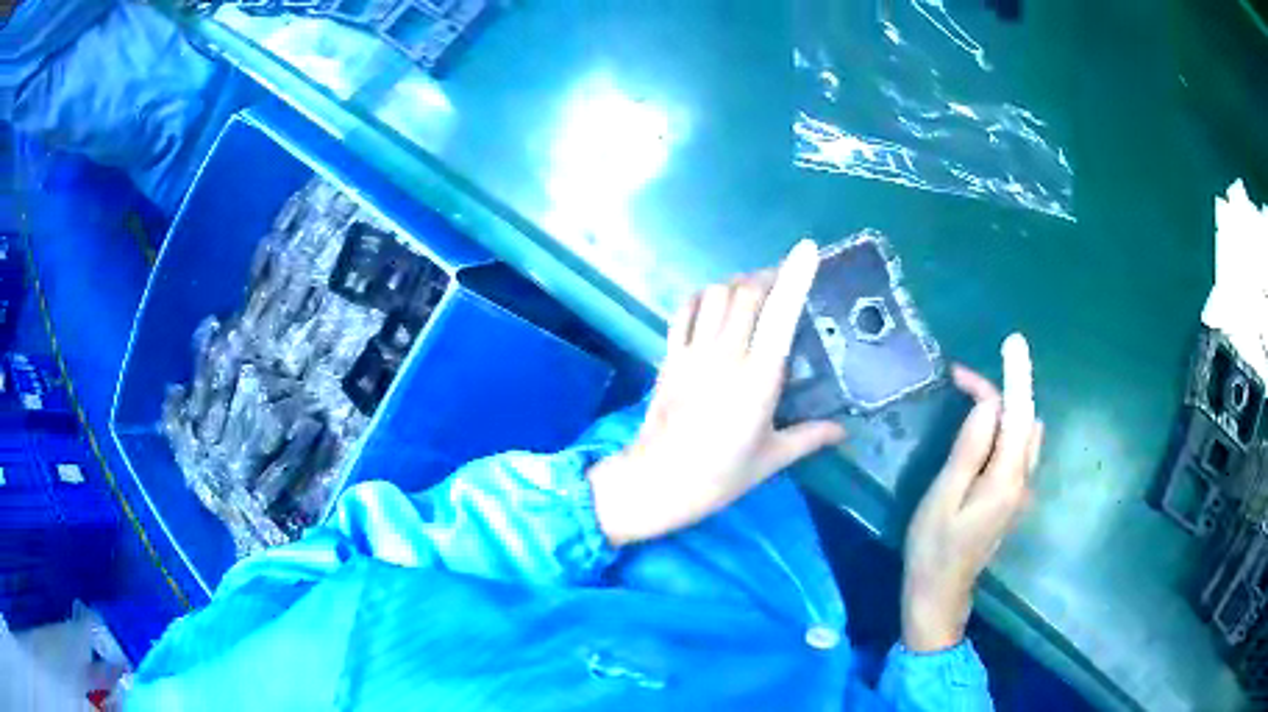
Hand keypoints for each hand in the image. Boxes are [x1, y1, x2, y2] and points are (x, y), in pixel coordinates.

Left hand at [589, 240, 846, 545]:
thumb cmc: (720, 476)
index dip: (795, 275)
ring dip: (735, 284)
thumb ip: (811, 437)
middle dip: (767, 276)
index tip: (806, 249)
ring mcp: (692, 352)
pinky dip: (701, 298)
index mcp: (759, 378)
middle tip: (783, 283)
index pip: (781, 313)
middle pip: (745, 291)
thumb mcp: (772, 459)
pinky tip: (712, 306)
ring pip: (713, 294)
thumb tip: (845, 432)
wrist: (656, 482)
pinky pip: (684, 311)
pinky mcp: (669, 356)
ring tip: (751, 295)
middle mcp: (726, 355)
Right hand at [901, 335, 1043, 651]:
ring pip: (1026, 436)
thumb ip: (970, 449)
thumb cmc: (933, 548)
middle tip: (961, 382)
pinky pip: (1019, 451)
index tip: (1011, 342)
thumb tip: (988, 405)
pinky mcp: (1013, 499)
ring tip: (970, 402)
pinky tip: (984, 435)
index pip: (1018, 415)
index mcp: (1007, 480)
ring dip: (1006, 411)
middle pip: (1025, 421)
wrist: (940, 594)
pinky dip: (1006, 431)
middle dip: (1004, 392)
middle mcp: (1023, 481)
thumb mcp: (943, 497)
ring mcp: (1021, 492)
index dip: (1016, 377)